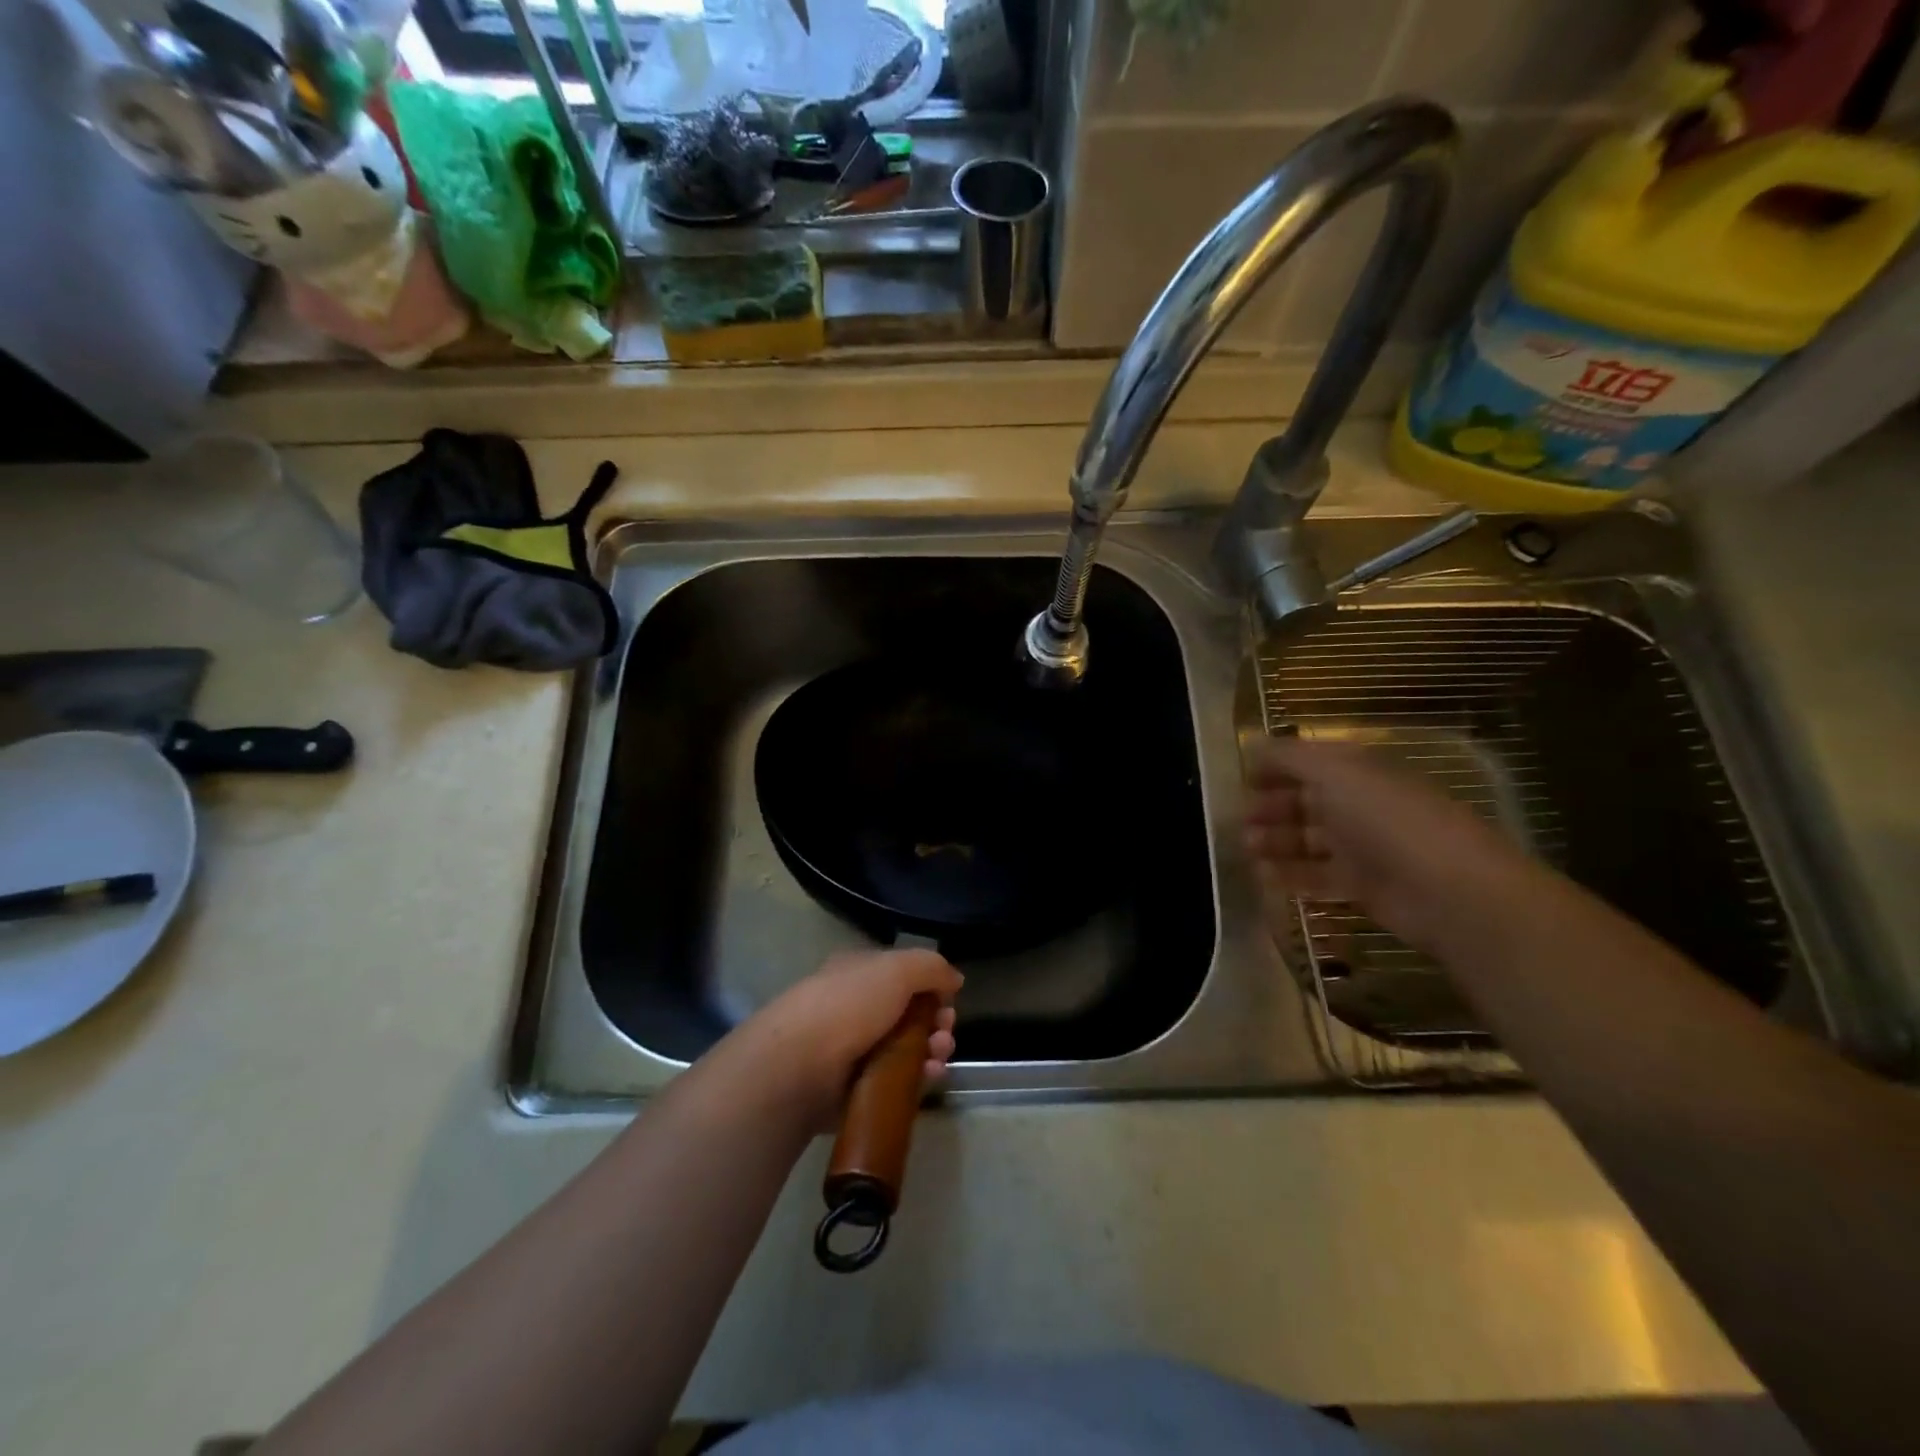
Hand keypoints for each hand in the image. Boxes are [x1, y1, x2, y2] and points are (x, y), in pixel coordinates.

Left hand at [738, 949, 961, 1130]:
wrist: (799, 1066)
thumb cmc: (848, 1005)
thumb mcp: (896, 968)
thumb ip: (931, 967)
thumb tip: (954, 980)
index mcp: (859, 974)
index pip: (903, 977)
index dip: (931, 988)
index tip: (948, 1002)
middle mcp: (855, 1008)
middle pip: (909, 1015)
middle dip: (936, 1023)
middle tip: (945, 1035)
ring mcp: (854, 1050)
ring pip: (906, 1050)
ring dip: (931, 1051)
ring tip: (938, 1058)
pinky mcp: (855, 1089)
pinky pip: (896, 1082)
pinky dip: (917, 1080)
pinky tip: (929, 1078)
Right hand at [1242, 734, 1530, 948]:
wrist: (1447, 890)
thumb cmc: (1387, 818)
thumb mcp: (1335, 771)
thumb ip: (1289, 756)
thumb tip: (1254, 745)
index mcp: (1357, 771)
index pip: (1308, 762)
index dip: (1274, 768)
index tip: (1240, 780)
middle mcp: (1358, 804)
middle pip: (1304, 802)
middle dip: (1269, 807)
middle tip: (1238, 820)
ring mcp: (1361, 847)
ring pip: (1306, 841)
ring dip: (1274, 842)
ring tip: (1246, 848)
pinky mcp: (1361, 886)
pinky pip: (1315, 877)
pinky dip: (1288, 875)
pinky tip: (1263, 876)